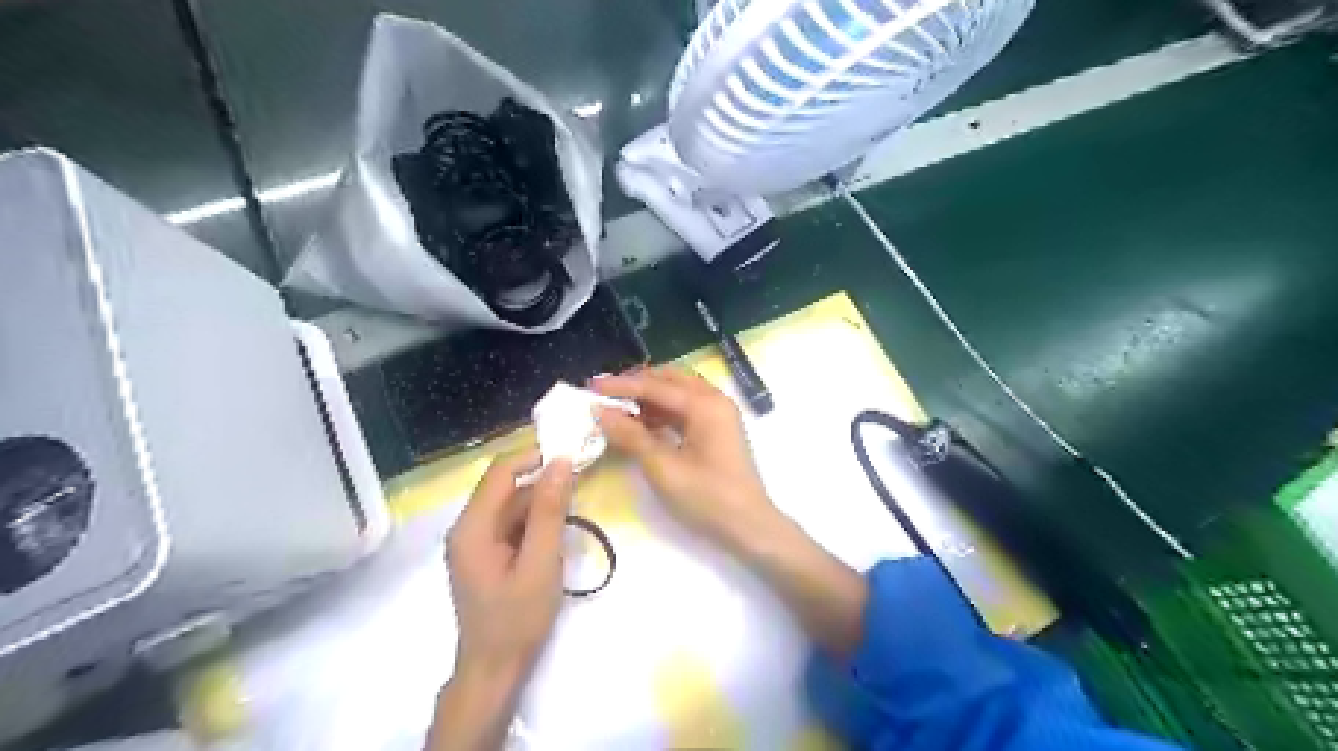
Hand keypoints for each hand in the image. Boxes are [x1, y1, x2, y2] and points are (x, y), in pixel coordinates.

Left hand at [448, 448, 574, 682]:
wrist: (494, 671)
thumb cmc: (517, 619)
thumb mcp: (541, 562)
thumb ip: (550, 511)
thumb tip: (562, 461)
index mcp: (472, 526)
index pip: (501, 471)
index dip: (535, 457)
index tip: (572, 456)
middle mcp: (466, 527)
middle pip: (506, 488)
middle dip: (542, 485)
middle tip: (580, 491)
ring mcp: (473, 541)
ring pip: (511, 506)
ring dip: (541, 507)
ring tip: (570, 522)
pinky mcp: (484, 554)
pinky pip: (510, 524)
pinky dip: (534, 525)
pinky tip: (553, 541)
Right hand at [592, 370, 775, 549]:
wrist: (749, 525)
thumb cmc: (707, 497)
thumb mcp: (663, 468)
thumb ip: (631, 436)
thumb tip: (600, 412)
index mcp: (705, 405)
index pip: (655, 386)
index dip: (621, 386)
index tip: (590, 387)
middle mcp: (714, 400)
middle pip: (670, 380)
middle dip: (637, 384)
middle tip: (605, 393)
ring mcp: (719, 414)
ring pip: (679, 392)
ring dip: (649, 397)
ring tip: (618, 408)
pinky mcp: (718, 429)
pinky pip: (686, 408)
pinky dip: (663, 411)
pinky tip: (642, 423)